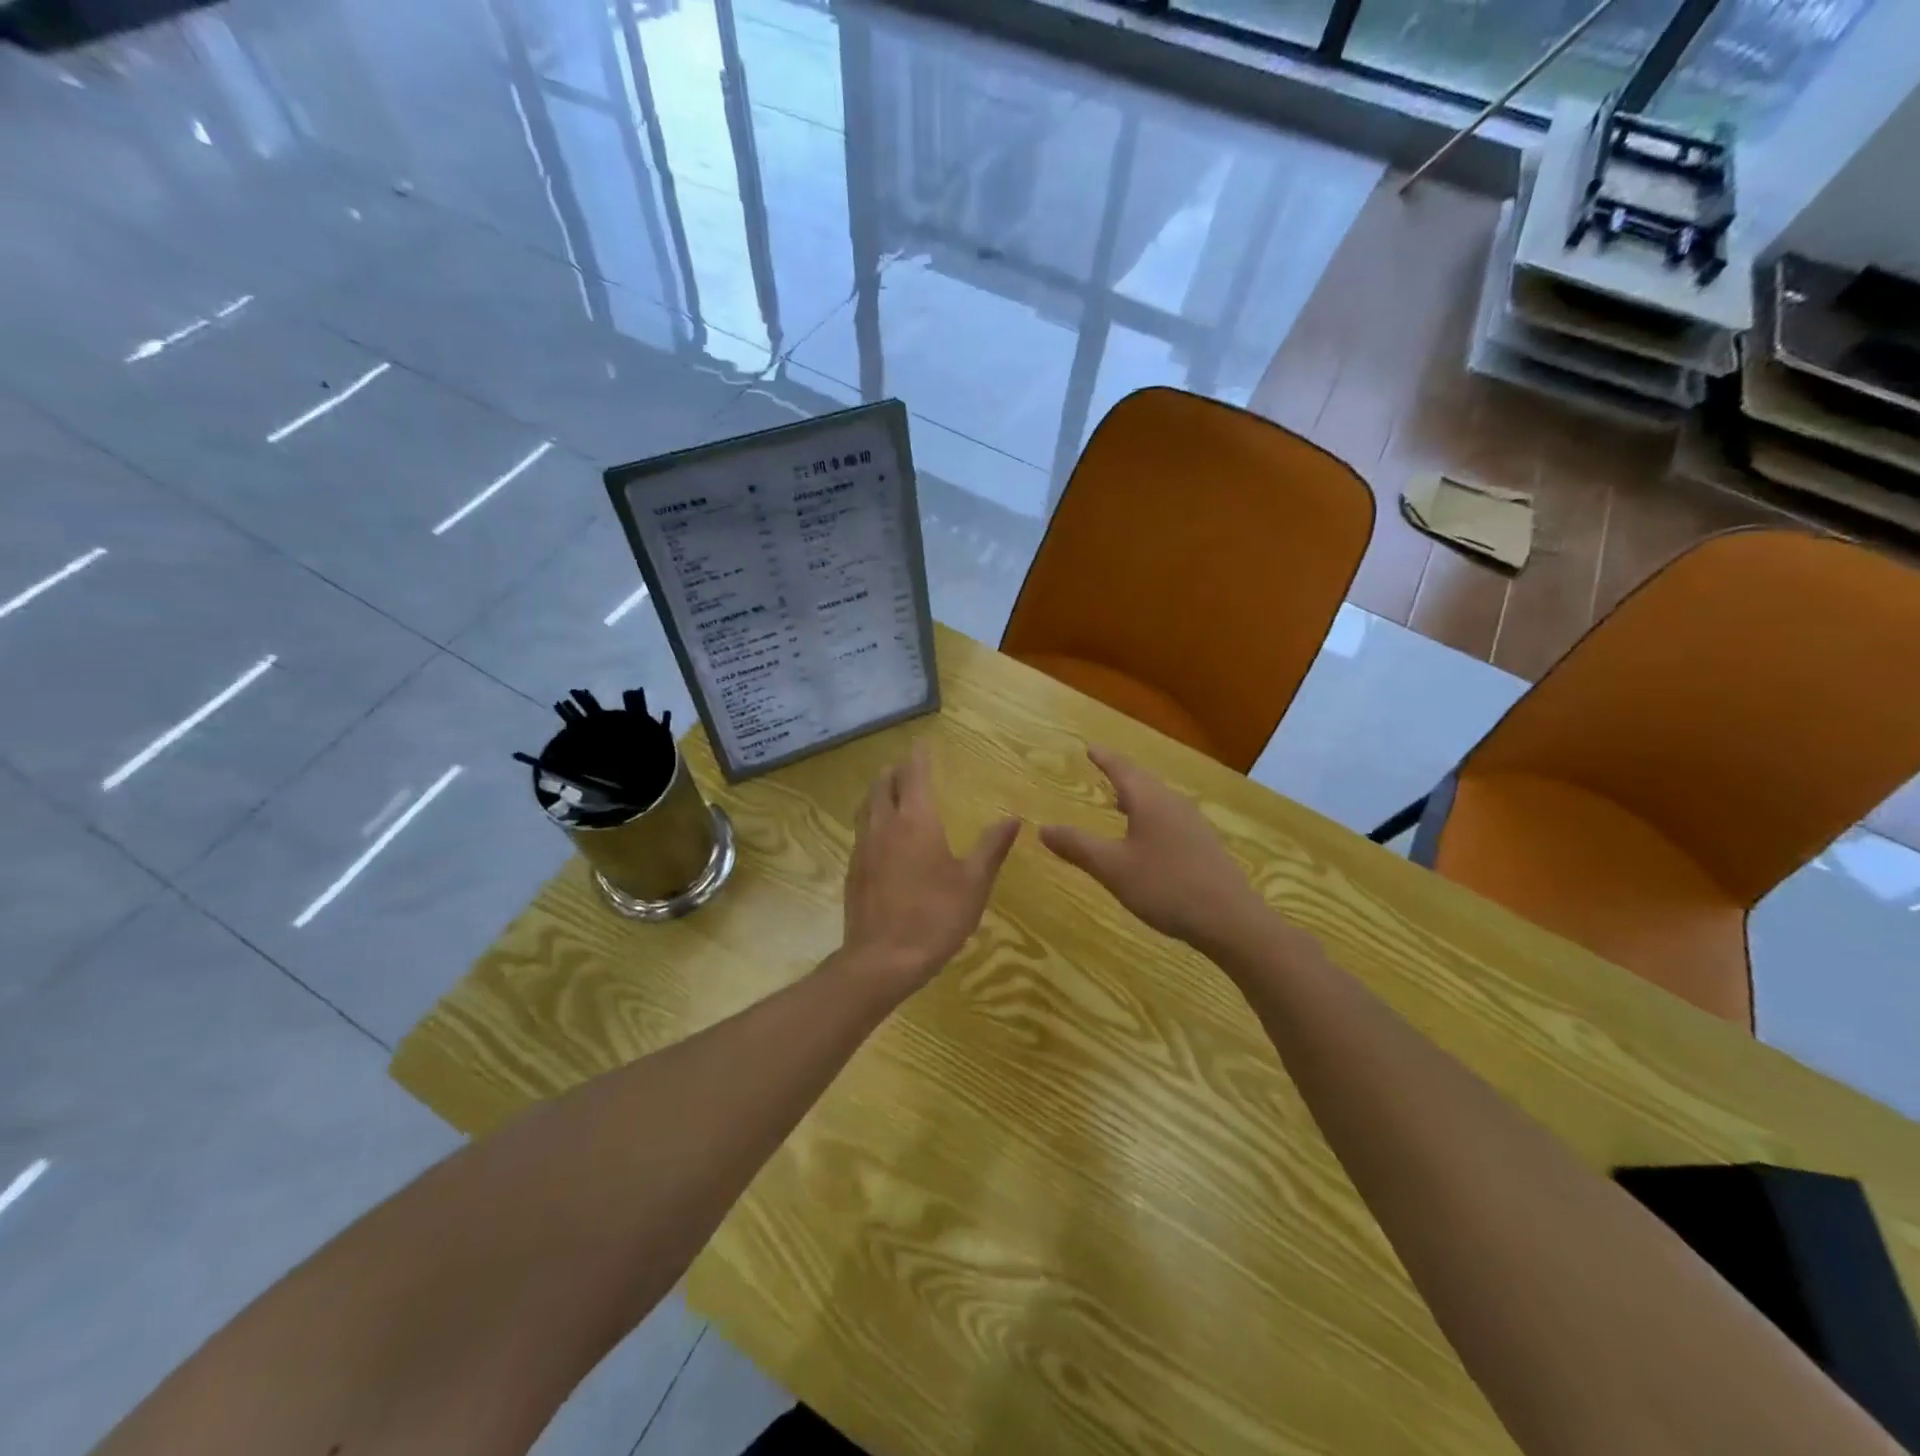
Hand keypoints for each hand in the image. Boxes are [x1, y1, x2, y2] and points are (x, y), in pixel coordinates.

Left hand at [840, 741, 1020, 994]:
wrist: (883, 959)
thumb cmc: (935, 916)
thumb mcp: (974, 883)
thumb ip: (992, 847)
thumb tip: (1013, 818)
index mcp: (916, 820)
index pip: (914, 775)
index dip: (918, 756)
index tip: (921, 742)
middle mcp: (884, 824)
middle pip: (884, 784)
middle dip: (896, 770)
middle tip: (907, 765)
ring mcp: (863, 846)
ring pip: (867, 805)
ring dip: (879, 791)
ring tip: (890, 790)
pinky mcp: (853, 869)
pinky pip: (861, 829)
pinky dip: (871, 817)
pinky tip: (880, 834)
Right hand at [1040, 746, 1266, 948]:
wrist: (1230, 920)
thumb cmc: (1166, 887)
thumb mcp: (1112, 868)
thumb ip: (1077, 847)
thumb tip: (1042, 828)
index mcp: (1150, 801)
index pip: (1122, 769)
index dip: (1104, 758)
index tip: (1089, 747)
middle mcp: (1173, 804)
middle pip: (1143, 780)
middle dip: (1121, 773)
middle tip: (1102, 767)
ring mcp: (1193, 824)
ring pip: (1159, 799)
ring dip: (1137, 795)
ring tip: (1119, 801)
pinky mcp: (1203, 845)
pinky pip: (1170, 817)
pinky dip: (1150, 814)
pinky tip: (1147, 836)